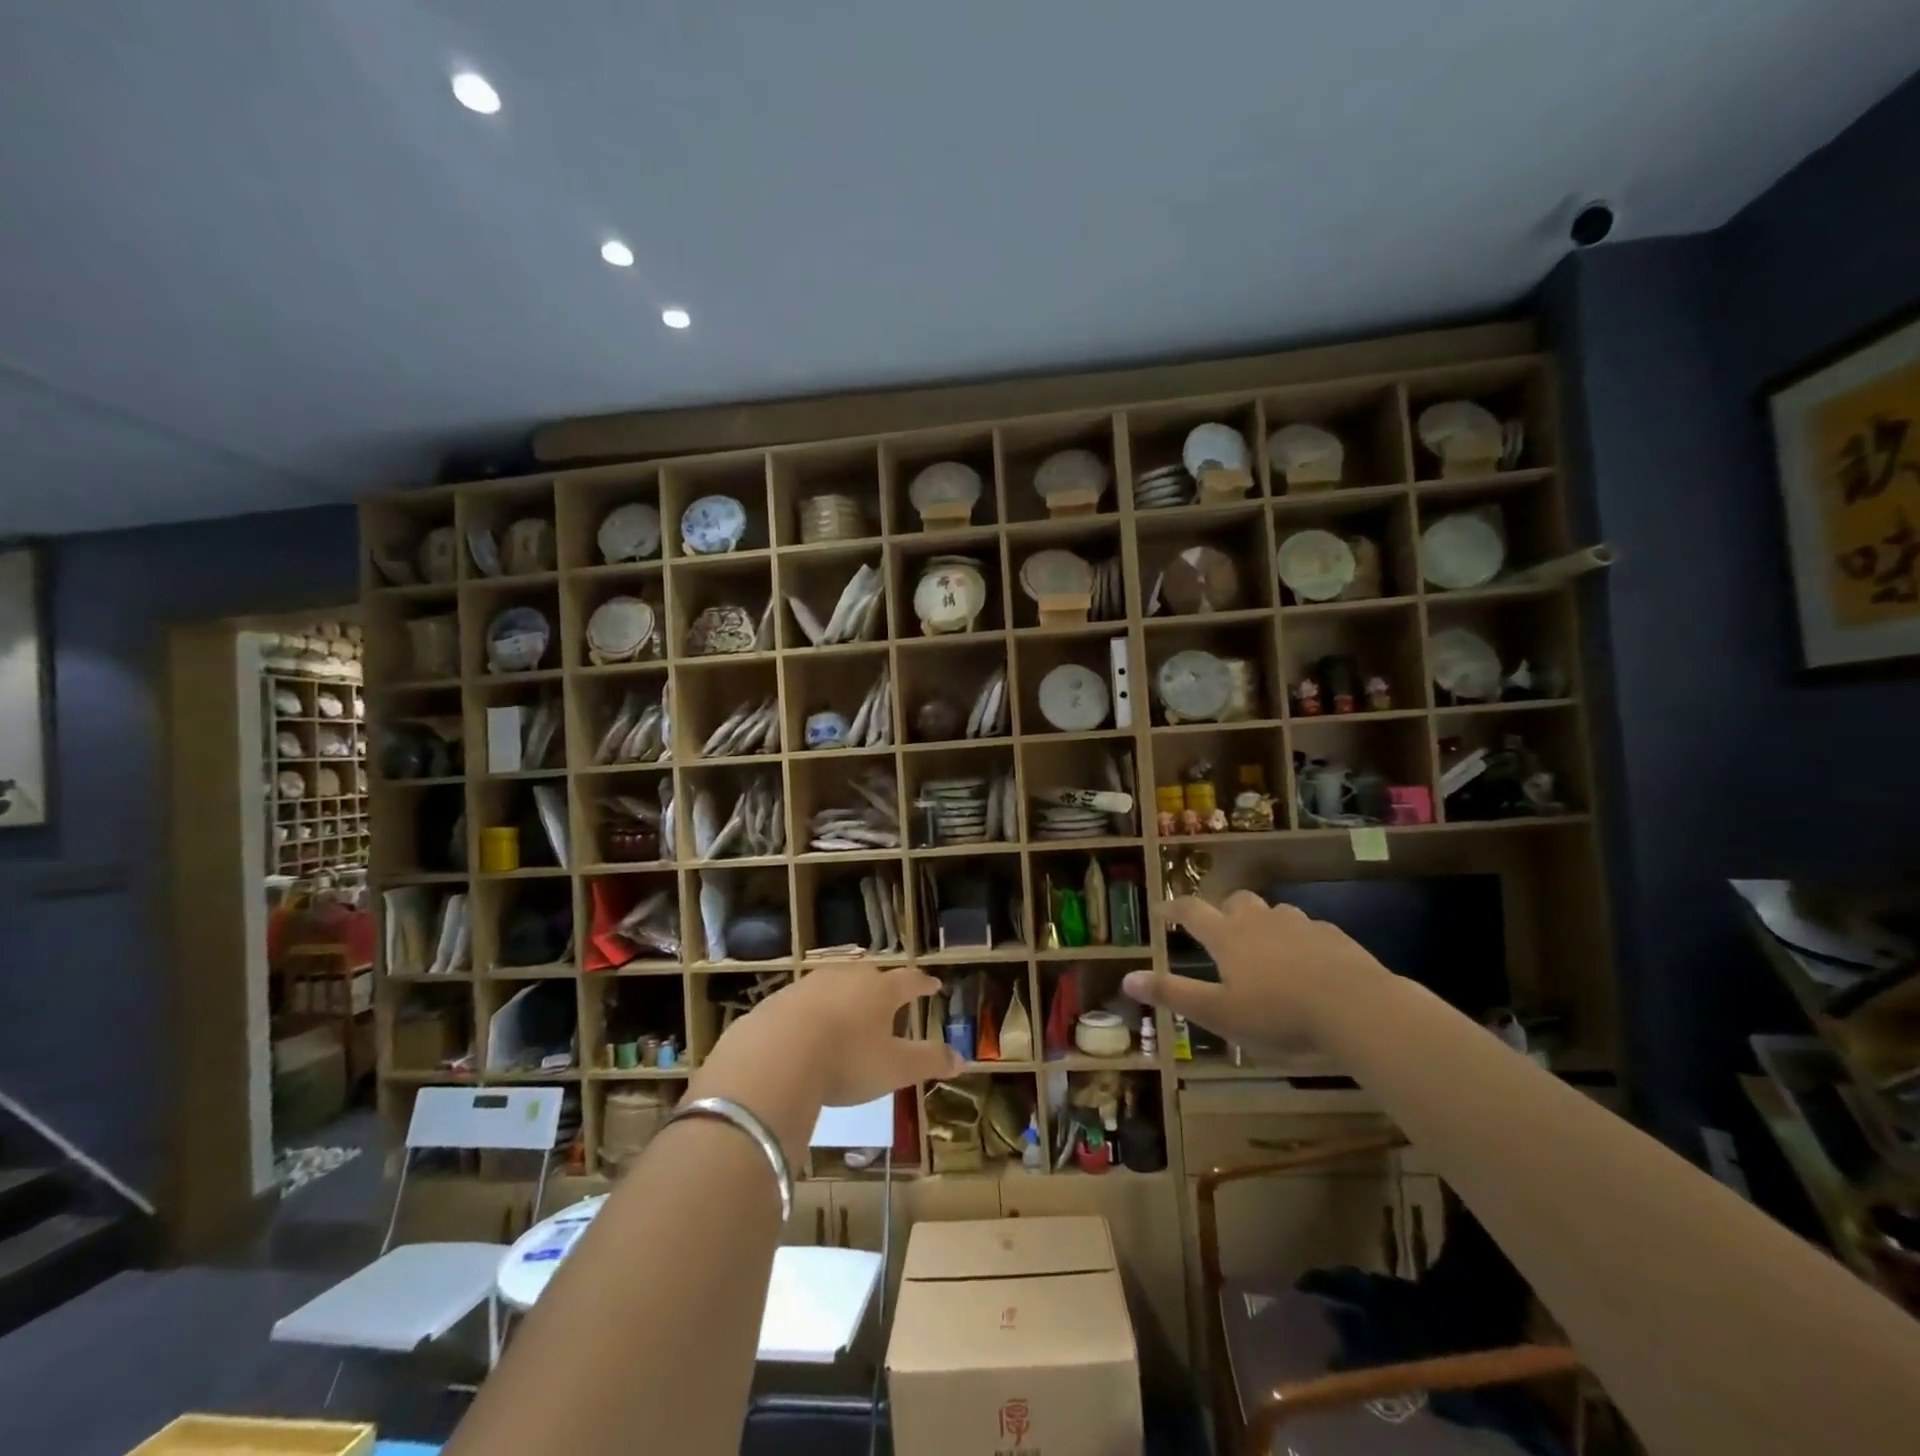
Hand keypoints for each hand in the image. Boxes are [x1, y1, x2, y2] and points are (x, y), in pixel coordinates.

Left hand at [699, 964, 961, 1114]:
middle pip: (870, 976)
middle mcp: (848, 978)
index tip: (933, 984)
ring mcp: (810, 985)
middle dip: (880, 986)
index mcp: (881, 990)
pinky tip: (806, 1031)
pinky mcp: (779, 1000)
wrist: (776, 1055)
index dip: (923, 984)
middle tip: (886, 998)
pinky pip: (802, 1002)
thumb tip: (963, 1060)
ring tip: (847, 1012)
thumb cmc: (847, 1060)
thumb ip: (929, 1061)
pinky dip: (811, 1013)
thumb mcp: (895, 1068)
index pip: (910, 981)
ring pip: (834, 983)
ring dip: (844, 996)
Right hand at [1123, 893, 1386, 1052]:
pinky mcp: (1334, 937)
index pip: (1192, 911)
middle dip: (1224, 910)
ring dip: (1264, 923)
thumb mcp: (1219, 1013)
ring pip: (1274, 912)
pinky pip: (1309, 930)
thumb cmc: (1279, 1014)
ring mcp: (1300, 925)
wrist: (1356, 1008)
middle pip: (1236, 901)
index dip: (1174, 908)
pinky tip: (1309, 964)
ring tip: (1266, 950)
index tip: (1161, 910)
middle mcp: (1260, 920)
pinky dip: (1300, 940)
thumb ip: (1173, 994)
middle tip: (1221, 931)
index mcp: (1228, 937)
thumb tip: (1127, 979)